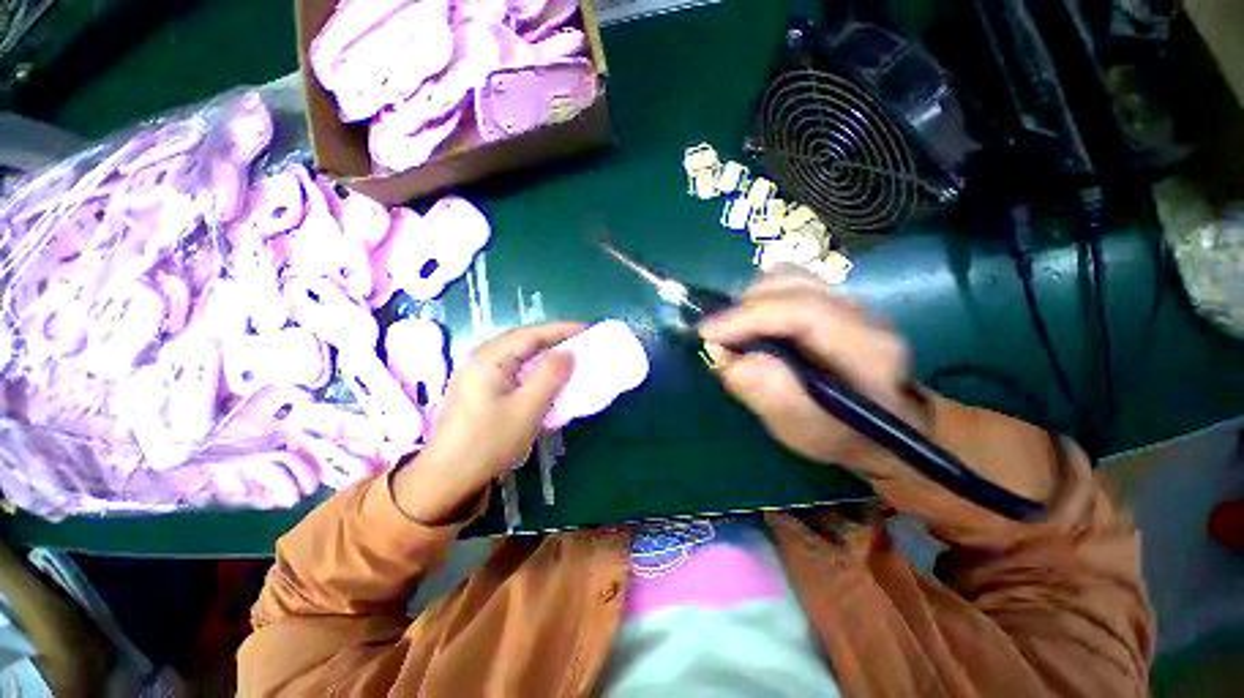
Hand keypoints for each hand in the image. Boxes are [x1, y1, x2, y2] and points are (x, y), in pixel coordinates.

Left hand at [394, 322, 582, 522]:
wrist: (448, 478)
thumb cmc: (489, 442)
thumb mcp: (527, 408)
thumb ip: (550, 376)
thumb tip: (568, 353)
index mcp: (489, 358)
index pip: (531, 334)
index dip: (561, 330)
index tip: (586, 329)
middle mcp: (480, 359)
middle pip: (522, 341)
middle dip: (552, 340)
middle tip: (579, 344)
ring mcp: (477, 374)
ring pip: (517, 355)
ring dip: (542, 355)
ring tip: (565, 360)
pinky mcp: (478, 390)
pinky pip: (511, 370)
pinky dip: (531, 370)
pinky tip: (542, 382)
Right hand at [699, 266, 918, 478]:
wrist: (881, 424)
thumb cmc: (843, 434)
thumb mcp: (807, 431)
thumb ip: (770, 395)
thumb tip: (726, 357)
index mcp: (867, 348)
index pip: (802, 311)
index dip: (748, 317)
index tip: (707, 333)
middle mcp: (862, 312)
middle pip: (792, 284)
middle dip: (745, 307)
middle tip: (720, 338)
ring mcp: (849, 299)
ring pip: (788, 276)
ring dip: (751, 300)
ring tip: (736, 332)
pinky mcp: (833, 298)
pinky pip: (787, 283)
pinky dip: (760, 298)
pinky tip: (754, 324)